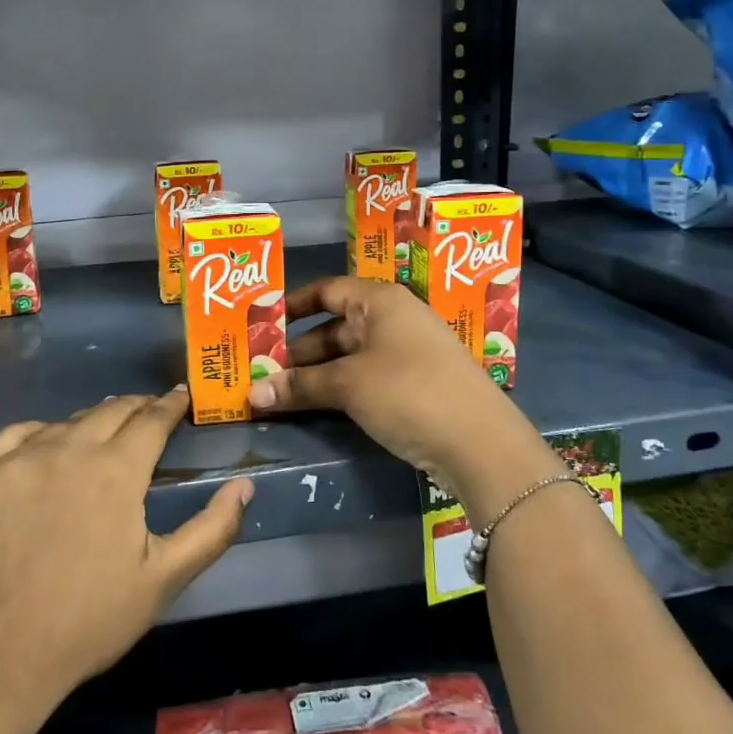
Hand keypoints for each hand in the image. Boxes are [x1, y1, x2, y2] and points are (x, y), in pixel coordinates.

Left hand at [0, 390, 251, 712]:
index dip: (170, 405)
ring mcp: (19, 458)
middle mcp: (69, 448)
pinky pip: (18, 435)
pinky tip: (44, 447)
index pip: (152, 420)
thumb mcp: (164, 579)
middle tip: (149, 411)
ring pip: (66, 423)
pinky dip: (41, 433)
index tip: (181, 396)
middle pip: (110, 411)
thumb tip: (245, 485)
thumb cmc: (88, 620)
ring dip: (91, 422)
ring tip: (101, 432)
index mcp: (117, 470)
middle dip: (136, 407)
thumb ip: (212, 529)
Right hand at [247, 277, 548, 518]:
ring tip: (277, 392)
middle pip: (335, 327)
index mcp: (381, 301)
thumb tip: (253, 393)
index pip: (328, 290)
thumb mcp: (347, 385)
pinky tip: (313, 406)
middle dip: (298, 350)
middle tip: (261, 369)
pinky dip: (338, 389)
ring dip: (315, 374)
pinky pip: (364, 378)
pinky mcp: (414, 386)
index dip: (293, 304)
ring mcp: (406, 353)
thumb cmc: (408, 391)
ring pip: (349, 356)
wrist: (480, 443)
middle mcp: (394, 319)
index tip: (262, 324)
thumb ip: (299, 385)